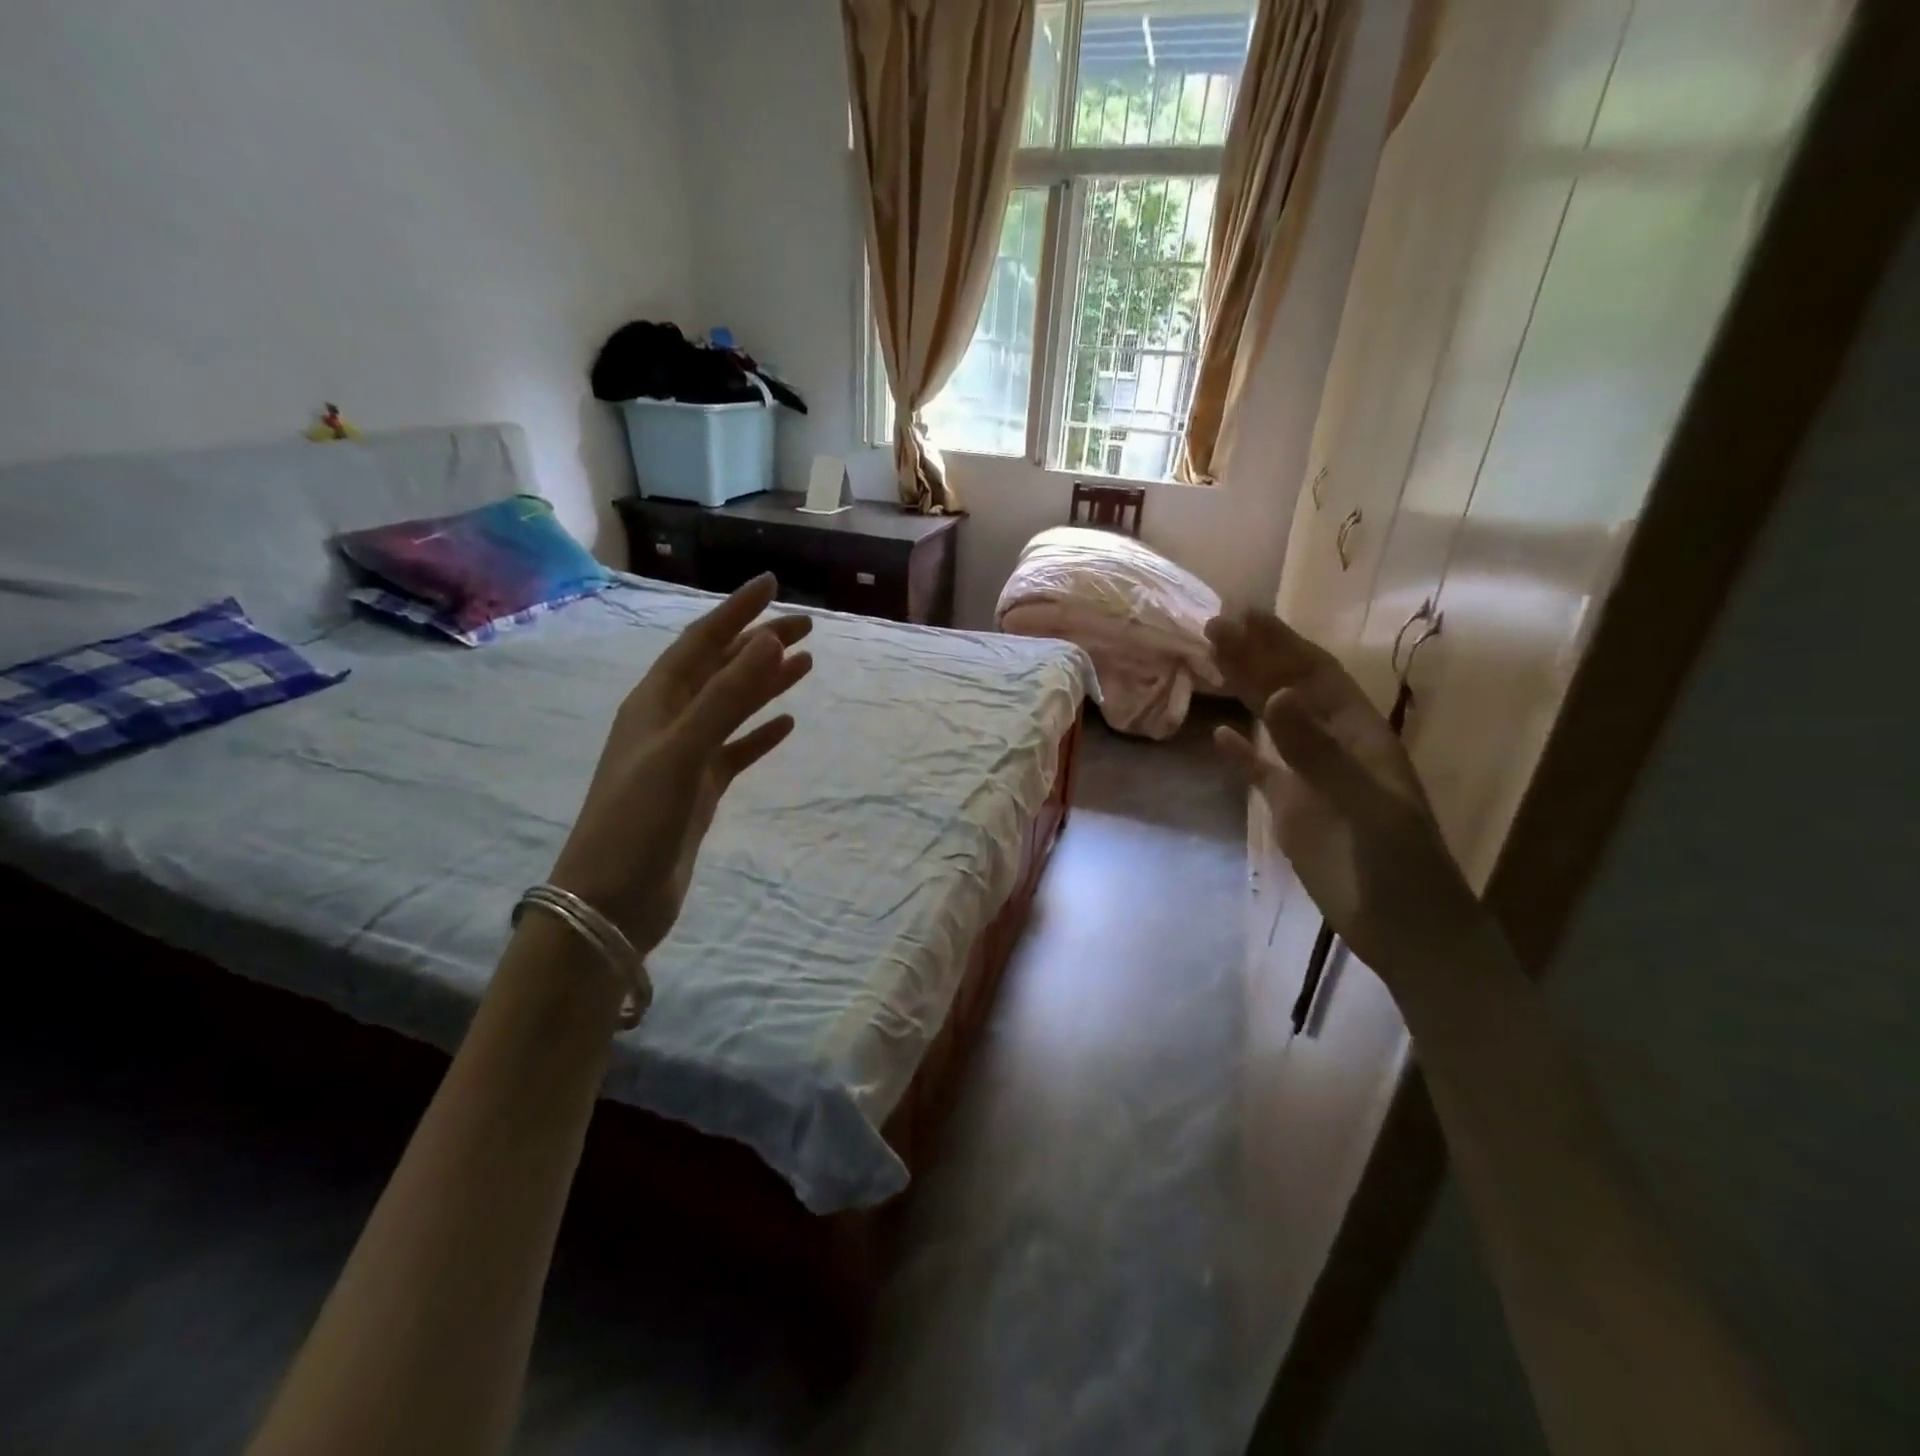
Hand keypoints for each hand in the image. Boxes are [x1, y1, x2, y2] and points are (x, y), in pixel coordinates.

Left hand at [547, 574, 812, 956]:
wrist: (610, 901)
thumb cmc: (637, 819)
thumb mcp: (681, 751)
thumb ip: (725, 697)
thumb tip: (767, 641)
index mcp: (655, 701)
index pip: (701, 641)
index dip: (736, 612)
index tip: (772, 586)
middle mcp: (669, 720)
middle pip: (721, 668)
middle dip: (760, 643)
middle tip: (806, 625)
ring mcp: (684, 756)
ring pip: (732, 706)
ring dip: (765, 683)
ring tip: (805, 665)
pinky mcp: (698, 790)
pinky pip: (736, 750)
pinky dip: (760, 734)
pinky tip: (786, 725)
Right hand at [1206, 608, 1485, 984]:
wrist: (1404, 928)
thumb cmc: (1399, 863)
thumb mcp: (1365, 803)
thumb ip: (1317, 751)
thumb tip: (1275, 695)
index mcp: (1359, 734)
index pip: (1316, 675)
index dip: (1282, 642)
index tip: (1246, 613)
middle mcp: (1332, 746)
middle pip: (1288, 689)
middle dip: (1254, 655)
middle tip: (1214, 624)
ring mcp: (1309, 777)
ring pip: (1271, 722)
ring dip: (1244, 690)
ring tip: (1211, 658)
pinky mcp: (1291, 810)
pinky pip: (1260, 772)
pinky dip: (1240, 753)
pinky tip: (1219, 735)